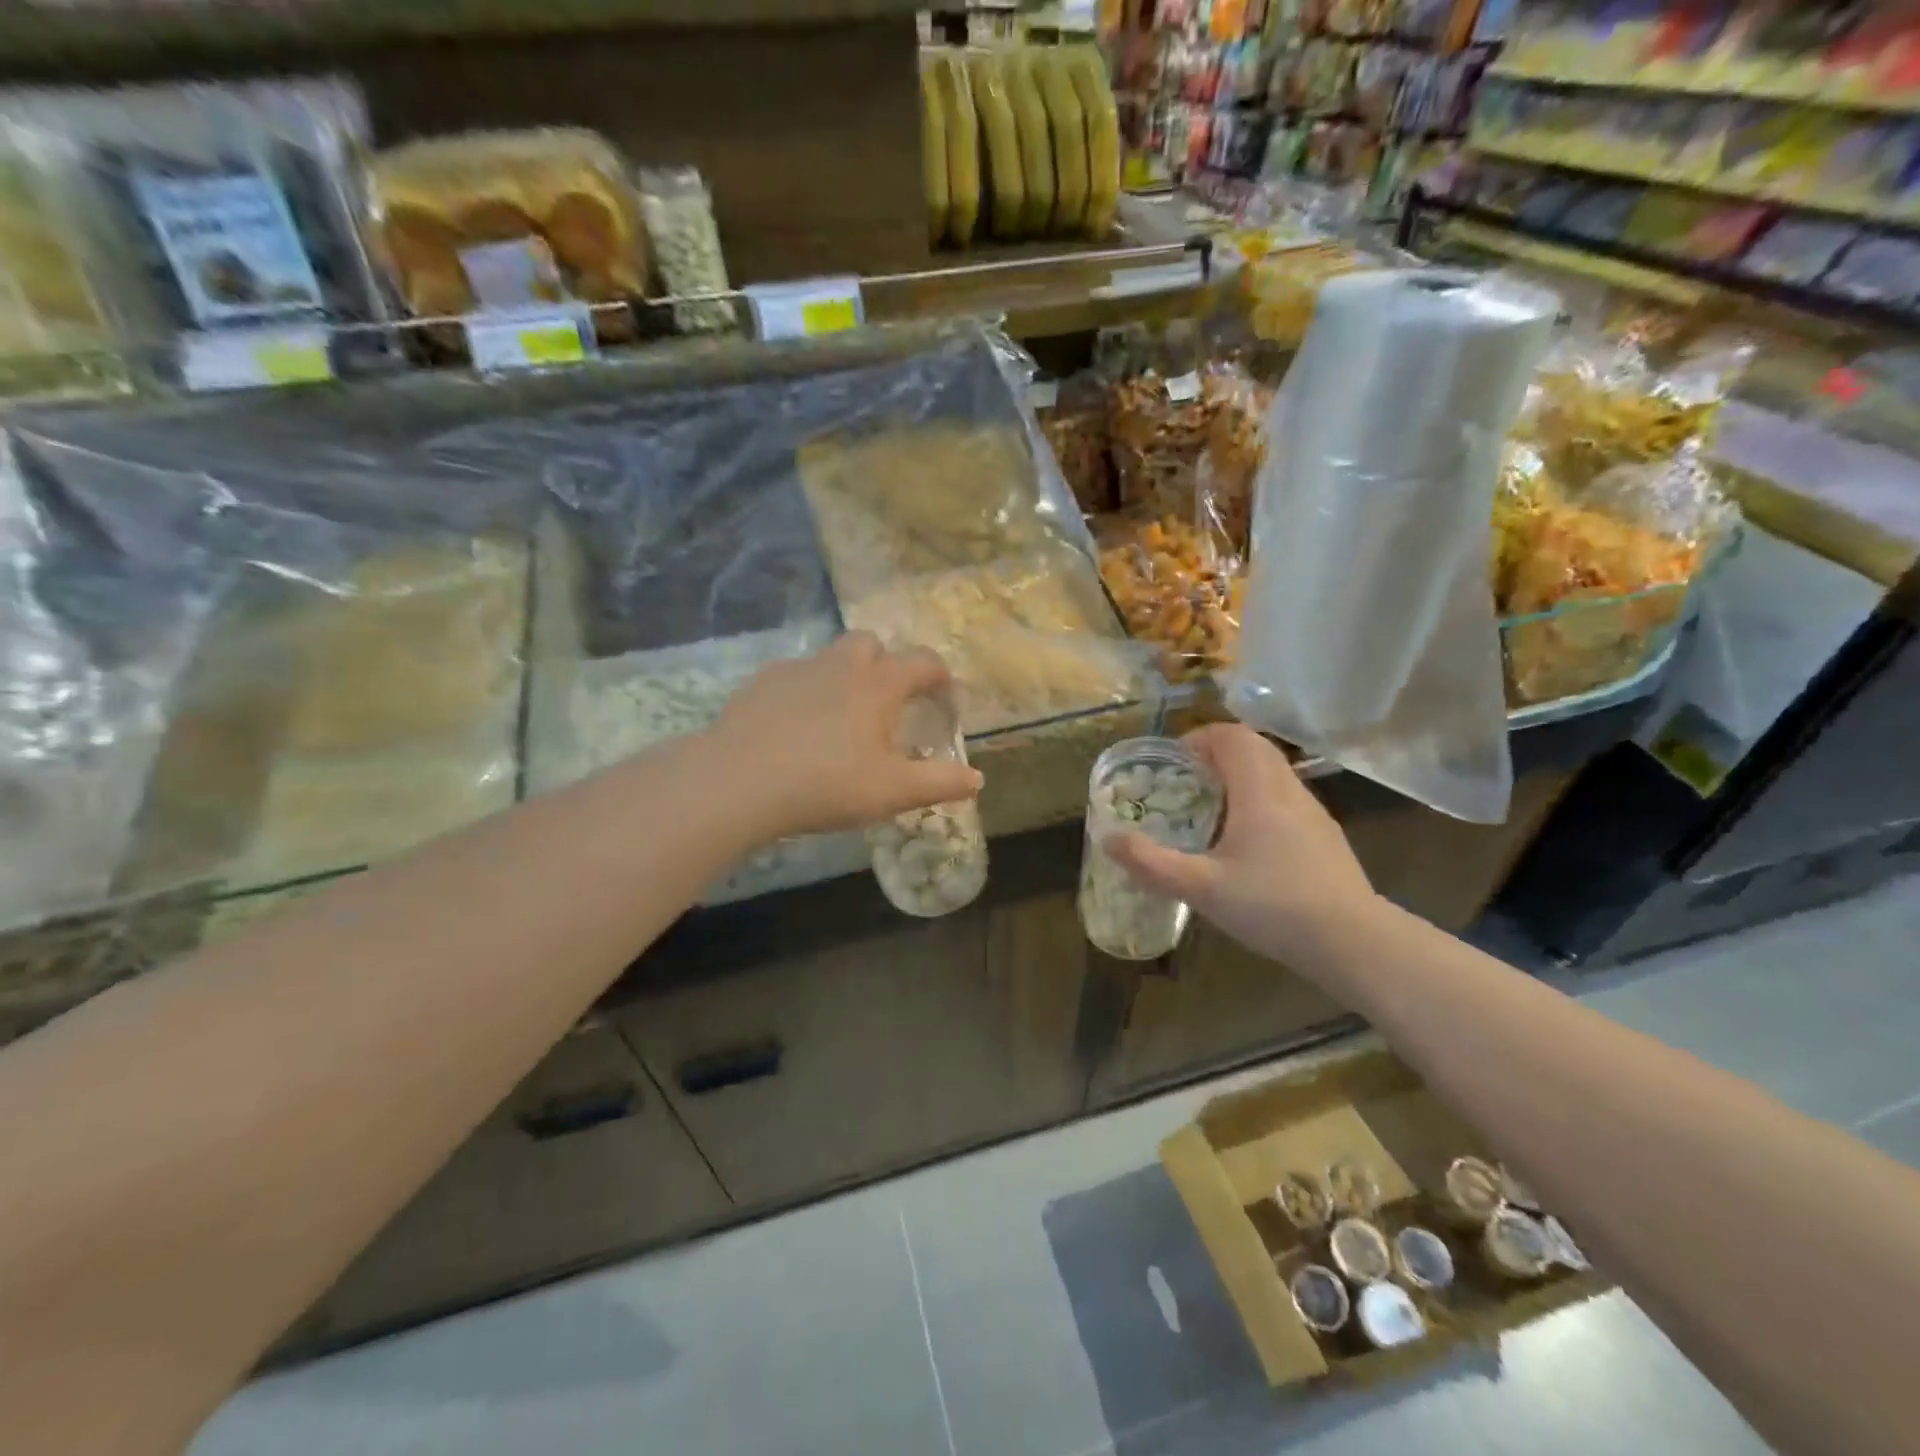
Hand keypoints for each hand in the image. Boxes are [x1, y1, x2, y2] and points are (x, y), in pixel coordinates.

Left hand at [706, 632, 983, 839]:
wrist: (738, 782)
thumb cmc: (826, 784)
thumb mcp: (892, 791)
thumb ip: (940, 783)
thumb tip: (977, 778)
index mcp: (878, 684)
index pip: (923, 662)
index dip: (941, 678)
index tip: (944, 700)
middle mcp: (840, 665)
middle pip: (872, 644)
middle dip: (887, 665)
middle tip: (887, 705)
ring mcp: (796, 670)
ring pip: (830, 659)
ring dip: (844, 678)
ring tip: (840, 721)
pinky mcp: (760, 684)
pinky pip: (793, 678)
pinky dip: (805, 694)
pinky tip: (795, 730)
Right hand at [1106, 723, 1376, 966]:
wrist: (1353, 942)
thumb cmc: (1274, 906)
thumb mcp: (1202, 888)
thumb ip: (1152, 863)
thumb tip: (1109, 839)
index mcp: (1260, 791)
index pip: (1233, 736)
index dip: (1200, 737)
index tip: (1173, 762)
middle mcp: (1289, 790)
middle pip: (1254, 748)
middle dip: (1216, 755)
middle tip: (1185, 783)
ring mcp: (1313, 813)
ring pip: (1273, 773)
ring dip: (1239, 777)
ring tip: (1209, 811)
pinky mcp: (1324, 837)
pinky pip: (1286, 799)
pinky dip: (1259, 801)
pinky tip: (1245, 845)